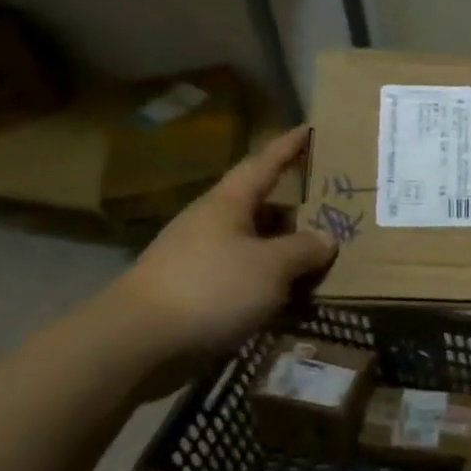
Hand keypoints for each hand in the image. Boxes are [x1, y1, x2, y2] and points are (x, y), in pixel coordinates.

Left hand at [108, 127, 335, 367]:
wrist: (137, 342)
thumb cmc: (211, 288)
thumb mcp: (271, 266)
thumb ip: (304, 249)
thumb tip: (327, 238)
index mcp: (228, 204)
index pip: (263, 164)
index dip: (288, 147)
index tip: (309, 128)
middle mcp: (212, 224)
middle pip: (261, 209)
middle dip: (296, 213)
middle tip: (333, 216)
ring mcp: (200, 259)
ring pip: (254, 247)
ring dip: (284, 253)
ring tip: (320, 265)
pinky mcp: (195, 293)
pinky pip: (243, 278)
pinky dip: (269, 284)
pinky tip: (290, 300)